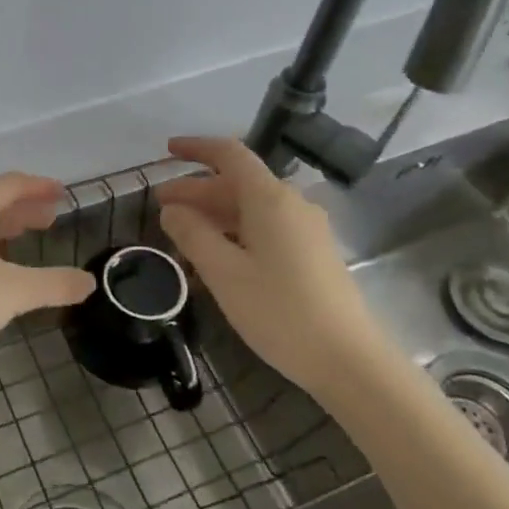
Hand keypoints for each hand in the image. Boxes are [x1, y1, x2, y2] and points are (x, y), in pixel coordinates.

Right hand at [155, 137, 390, 398]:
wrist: (348, 360)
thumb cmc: (279, 311)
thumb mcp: (223, 273)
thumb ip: (192, 234)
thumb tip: (172, 209)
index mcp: (270, 199)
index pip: (229, 155)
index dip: (196, 148)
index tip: (167, 151)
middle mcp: (291, 204)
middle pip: (238, 183)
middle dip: (196, 191)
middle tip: (160, 208)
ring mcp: (306, 230)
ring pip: (250, 209)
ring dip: (214, 215)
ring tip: (181, 235)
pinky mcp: (312, 254)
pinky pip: (265, 229)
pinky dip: (235, 233)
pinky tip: (216, 257)